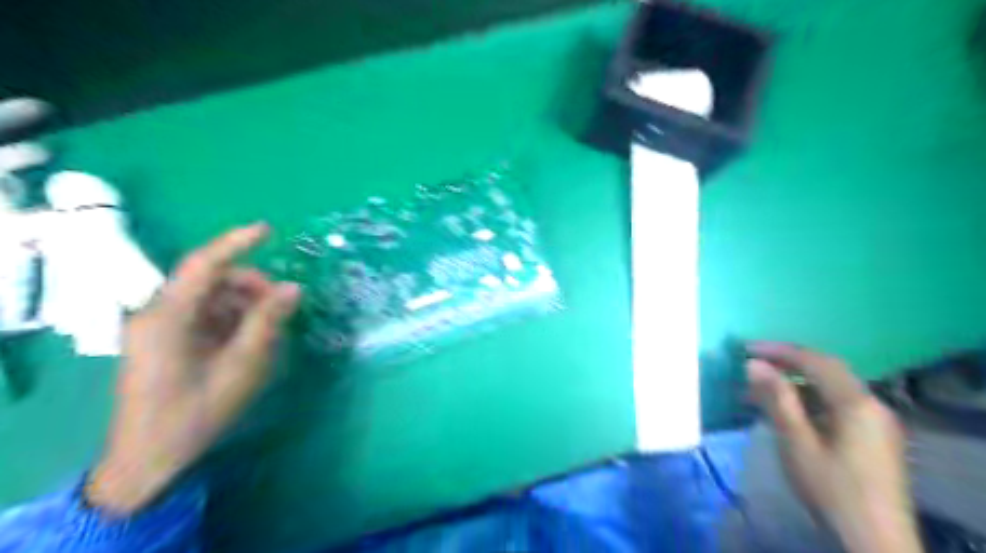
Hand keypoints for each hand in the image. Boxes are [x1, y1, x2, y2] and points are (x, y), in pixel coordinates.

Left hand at [84, 223, 301, 512]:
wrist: (151, 458)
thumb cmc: (197, 411)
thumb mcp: (242, 365)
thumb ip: (267, 321)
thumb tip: (293, 287)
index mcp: (168, 316)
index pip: (203, 263)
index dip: (236, 242)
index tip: (268, 229)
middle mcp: (158, 313)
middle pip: (211, 281)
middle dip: (250, 286)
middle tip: (282, 307)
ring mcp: (159, 328)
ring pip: (211, 298)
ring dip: (244, 306)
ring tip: (269, 331)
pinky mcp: (165, 341)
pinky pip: (205, 316)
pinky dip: (231, 320)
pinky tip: (250, 341)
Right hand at [752, 342, 920, 552]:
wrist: (874, 541)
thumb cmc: (831, 488)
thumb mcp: (797, 442)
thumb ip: (777, 399)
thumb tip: (754, 364)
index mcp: (857, 402)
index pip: (815, 361)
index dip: (779, 350)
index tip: (746, 348)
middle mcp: (872, 403)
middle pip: (827, 370)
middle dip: (788, 362)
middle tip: (753, 361)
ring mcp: (876, 421)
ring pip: (831, 388)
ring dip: (796, 382)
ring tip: (761, 388)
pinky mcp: (873, 437)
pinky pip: (837, 404)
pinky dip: (809, 399)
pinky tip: (787, 410)